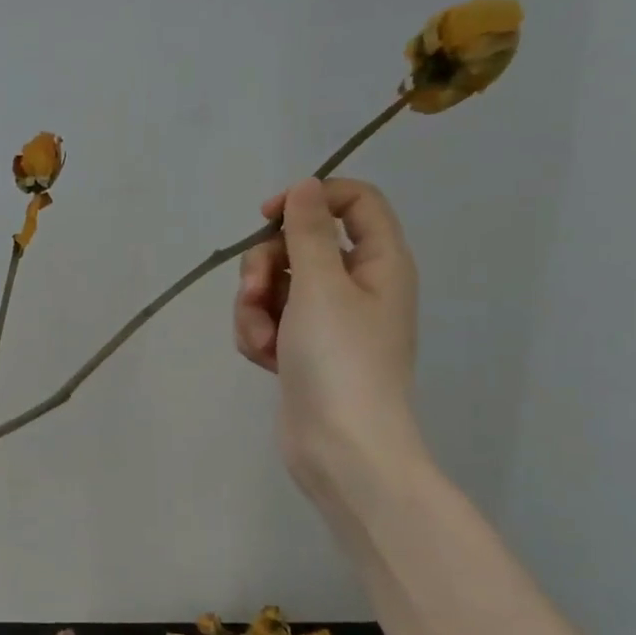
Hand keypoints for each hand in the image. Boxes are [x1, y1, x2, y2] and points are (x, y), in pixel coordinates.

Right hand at [234, 178, 424, 508]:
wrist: (341, 447)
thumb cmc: (340, 360)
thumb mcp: (322, 285)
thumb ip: (309, 231)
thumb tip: (306, 187)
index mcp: (379, 262)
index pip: (354, 202)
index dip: (310, 199)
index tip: (268, 217)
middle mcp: (357, 286)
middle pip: (300, 245)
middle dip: (266, 266)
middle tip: (256, 292)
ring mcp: (327, 322)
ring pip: (276, 286)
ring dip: (256, 308)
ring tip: (263, 340)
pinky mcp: (302, 350)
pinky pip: (270, 321)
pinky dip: (259, 335)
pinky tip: (264, 359)